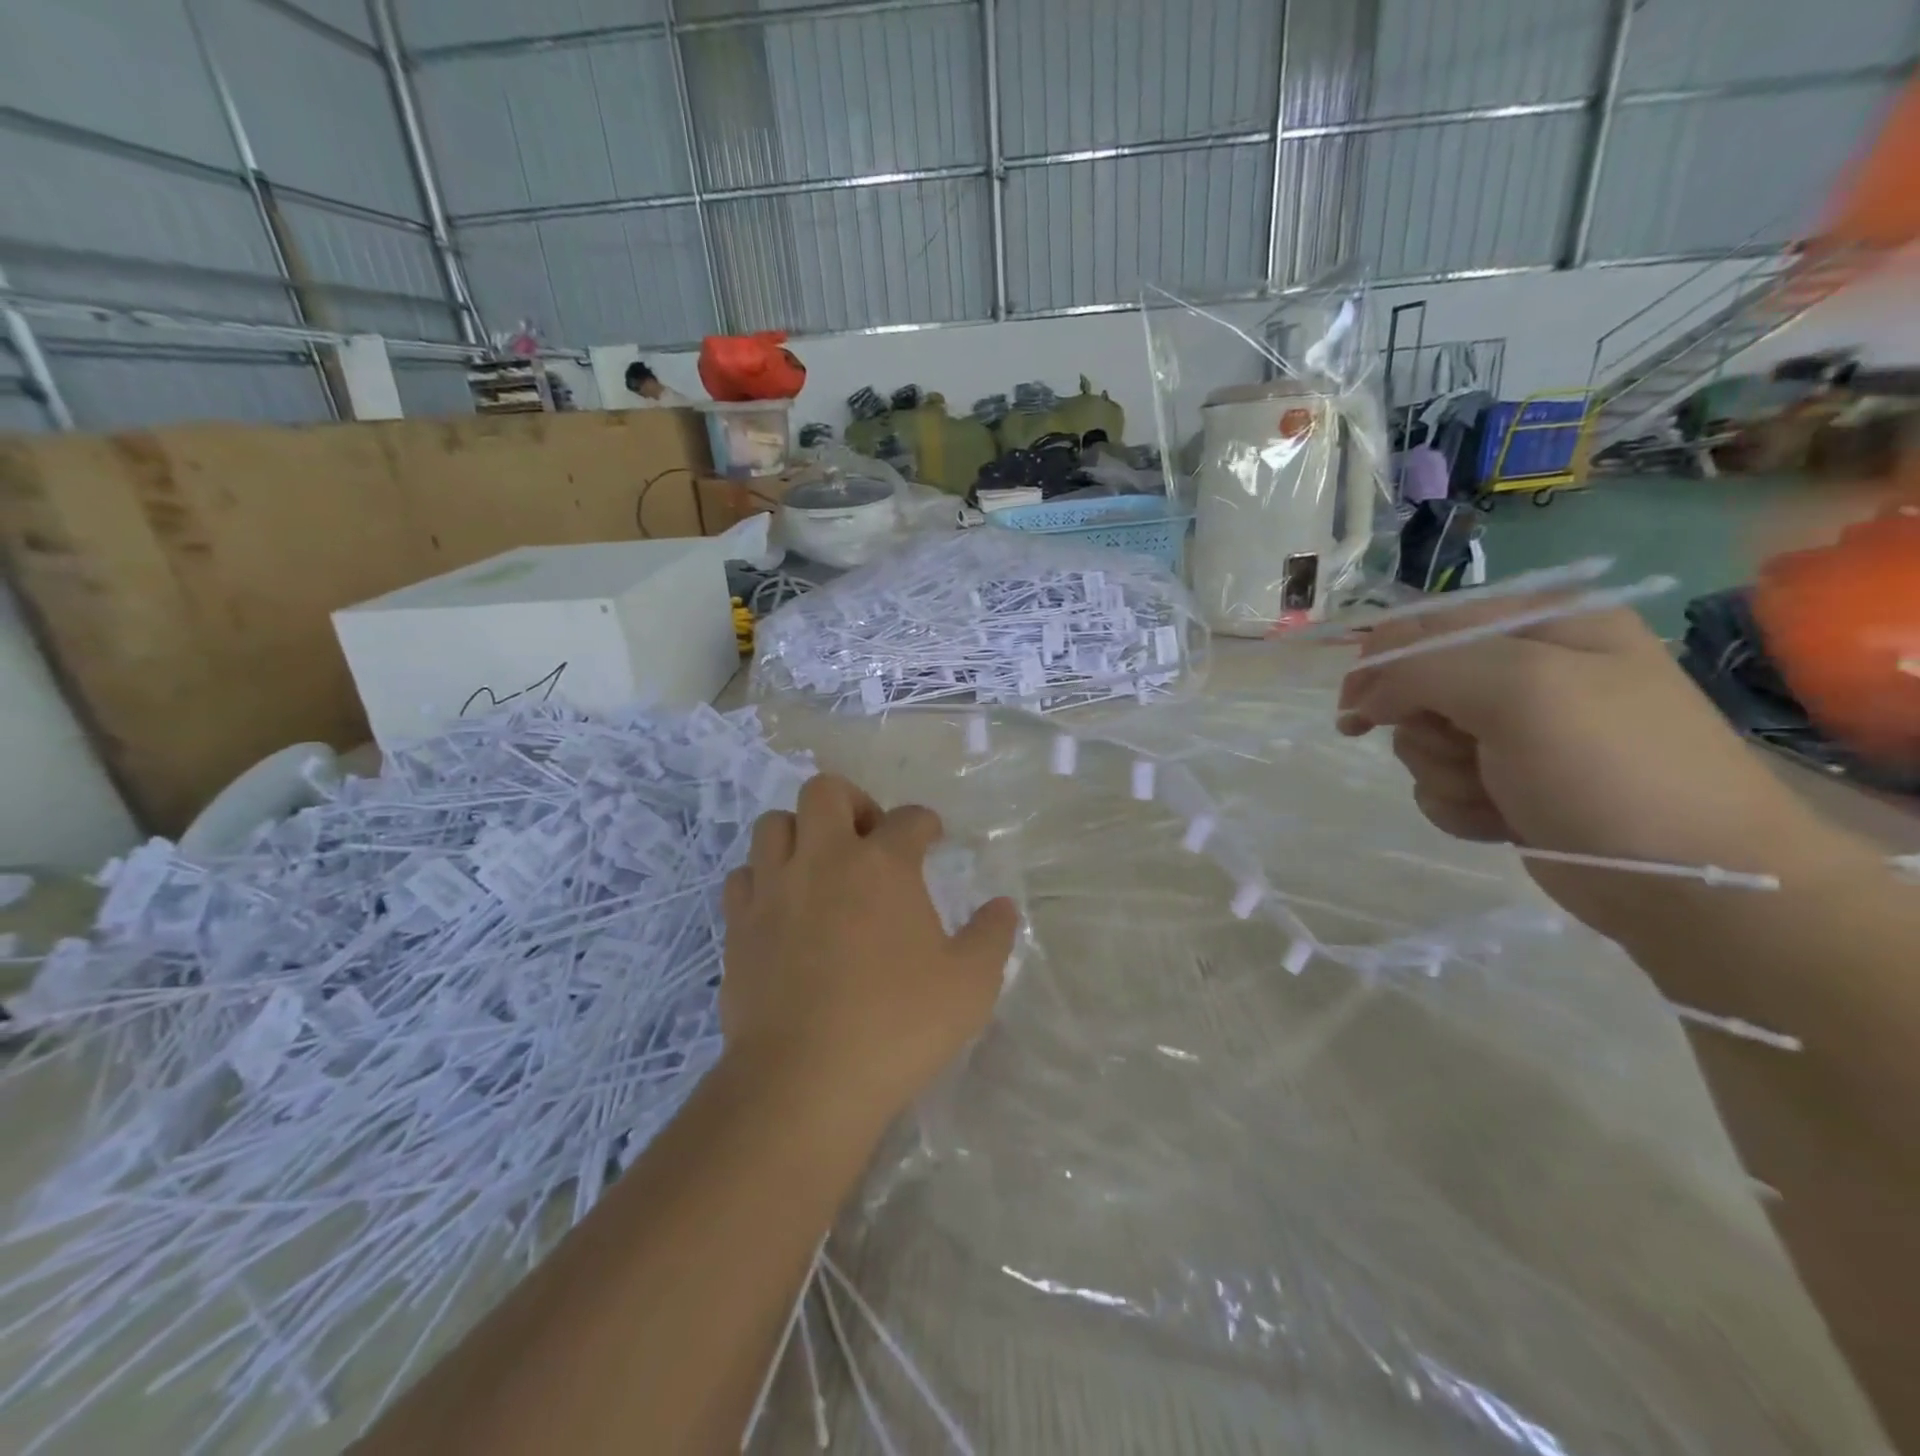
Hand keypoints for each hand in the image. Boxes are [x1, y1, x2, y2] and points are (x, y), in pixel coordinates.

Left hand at [719, 773, 1018, 1126]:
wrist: (804, 1080)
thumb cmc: (897, 1025)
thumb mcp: (969, 985)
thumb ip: (991, 937)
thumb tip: (1003, 906)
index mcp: (882, 865)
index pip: (909, 818)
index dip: (925, 823)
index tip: (931, 839)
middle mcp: (824, 860)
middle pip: (825, 792)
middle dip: (852, 802)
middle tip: (869, 839)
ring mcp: (773, 890)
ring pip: (773, 825)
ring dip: (800, 833)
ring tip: (821, 867)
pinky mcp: (738, 926)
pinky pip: (743, 877)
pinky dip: (762, 878)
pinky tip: (782, 906)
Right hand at [1335, 601, 1853, 933]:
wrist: (1689, 882)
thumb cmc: (1610, 768)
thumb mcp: (1518, 689)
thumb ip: (1423, 668)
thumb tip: (1363, 696)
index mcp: (1543, 624)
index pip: (1423, 623)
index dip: (1382, 664)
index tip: (1359, 711)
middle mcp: (1528, 669)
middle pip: (1414, 686)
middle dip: (1426, 728)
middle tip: (1468, 751)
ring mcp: (1518, 730)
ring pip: (1420, 740)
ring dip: (1443, 773)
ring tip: (1496, 793)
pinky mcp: (1508, 782)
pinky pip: (1439, 784)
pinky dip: (1458, 805)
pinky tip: (1500, 819)